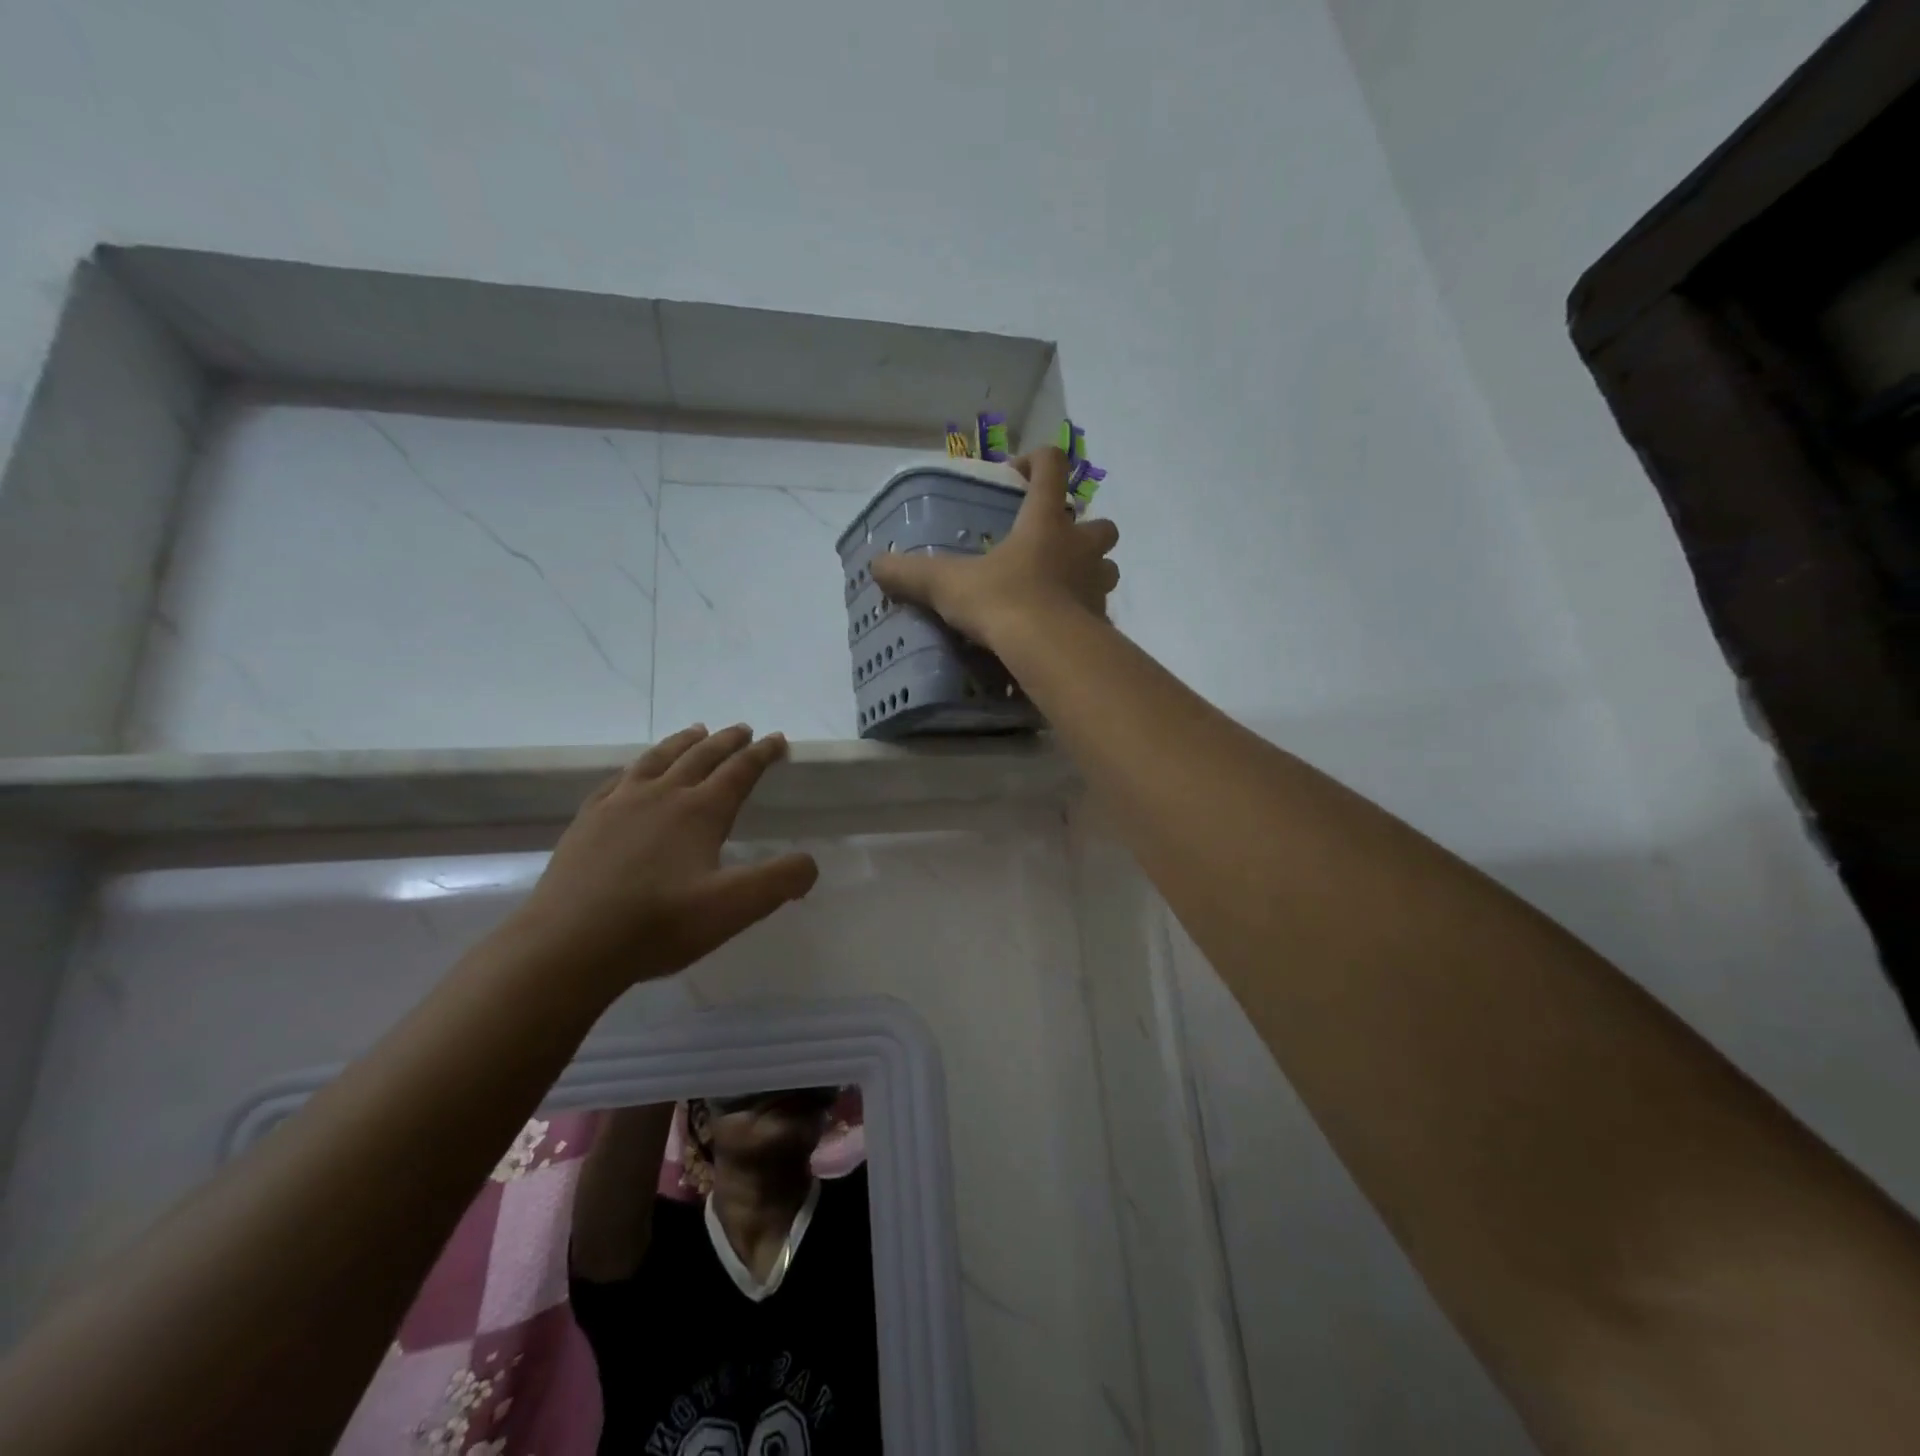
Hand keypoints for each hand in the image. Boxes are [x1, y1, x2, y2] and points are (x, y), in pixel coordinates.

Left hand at [513, 725, 818, 986]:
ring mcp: (619, 804)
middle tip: (743, 729)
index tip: (777, 739)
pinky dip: (636, 767)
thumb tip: (810, 862)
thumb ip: (780, 881)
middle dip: (727, 741)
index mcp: (700, 811)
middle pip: (700, 756)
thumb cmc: (658, 924)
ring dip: (682, 743)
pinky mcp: (588, 821)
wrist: (568, 945)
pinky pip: (617, 779)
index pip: (740, 771)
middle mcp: (662, 796)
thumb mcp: (734, 908)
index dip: (762, 754)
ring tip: (696, 731)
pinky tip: (634, 773)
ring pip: (658, 759)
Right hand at [871, 446, 1119, 648]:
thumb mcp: (948, 585)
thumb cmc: (1002, 602)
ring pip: (1108, 567)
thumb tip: (876, 565)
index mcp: (1045, 523)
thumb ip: (911, 573)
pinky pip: (1099, 610)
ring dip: (1091, 571)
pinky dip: (1084, 614)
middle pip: (1100, 524)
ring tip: (1061, 587)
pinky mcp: (1102, 622)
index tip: (1016, 475)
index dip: (1037, 461)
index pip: (1052, 468)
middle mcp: (1079, 547)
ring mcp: (1096, 585)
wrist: (1047, 651)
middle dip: (1083, 529)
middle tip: (1053, 546)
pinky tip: (1060, 628)